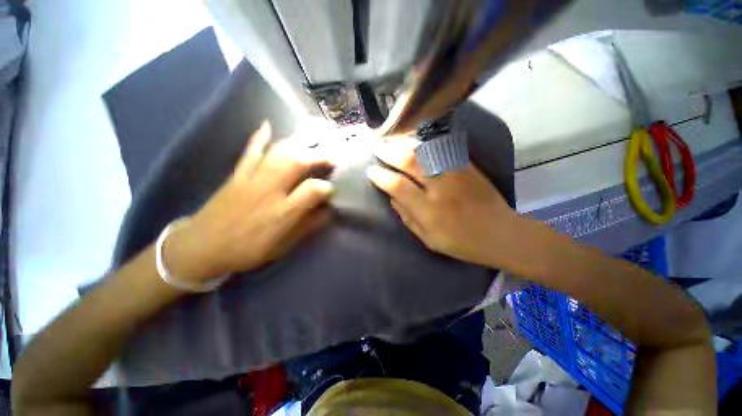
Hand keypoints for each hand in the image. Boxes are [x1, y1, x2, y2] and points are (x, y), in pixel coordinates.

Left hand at [165, 122, 334, 283]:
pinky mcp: (237, 174)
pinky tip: (268, 125)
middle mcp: (269, 191)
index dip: (328, 188)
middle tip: (331, 158)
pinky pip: (249, 151)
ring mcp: (251, 179)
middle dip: (318, 156)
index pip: (313, 190)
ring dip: (298, 144)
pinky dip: (259, 137)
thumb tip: (328, 211)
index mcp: (282, 213)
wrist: (201, 247)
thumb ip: (307, 226)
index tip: (332, 191)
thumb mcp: (283, 246)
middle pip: (297, 162)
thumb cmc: (247, 250)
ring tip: (312, 143)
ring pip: (278, 153)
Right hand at [367, 139, 519, 267]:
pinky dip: (424, 143)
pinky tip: (414, 140)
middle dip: (389, 152)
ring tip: (391, 139)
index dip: (381, 177)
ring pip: (425, 151)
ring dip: (404, 143)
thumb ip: (407, 217)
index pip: (398, 186)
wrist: (500, 233)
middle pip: (410, 162)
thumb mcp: (428, 239)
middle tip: (376, 147)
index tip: (371, 171)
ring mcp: (455, 174)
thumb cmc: (461, 243)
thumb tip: (392, 197)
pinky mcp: (467, 167)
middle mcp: (440, 188)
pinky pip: (442, 149)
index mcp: (429, 211)